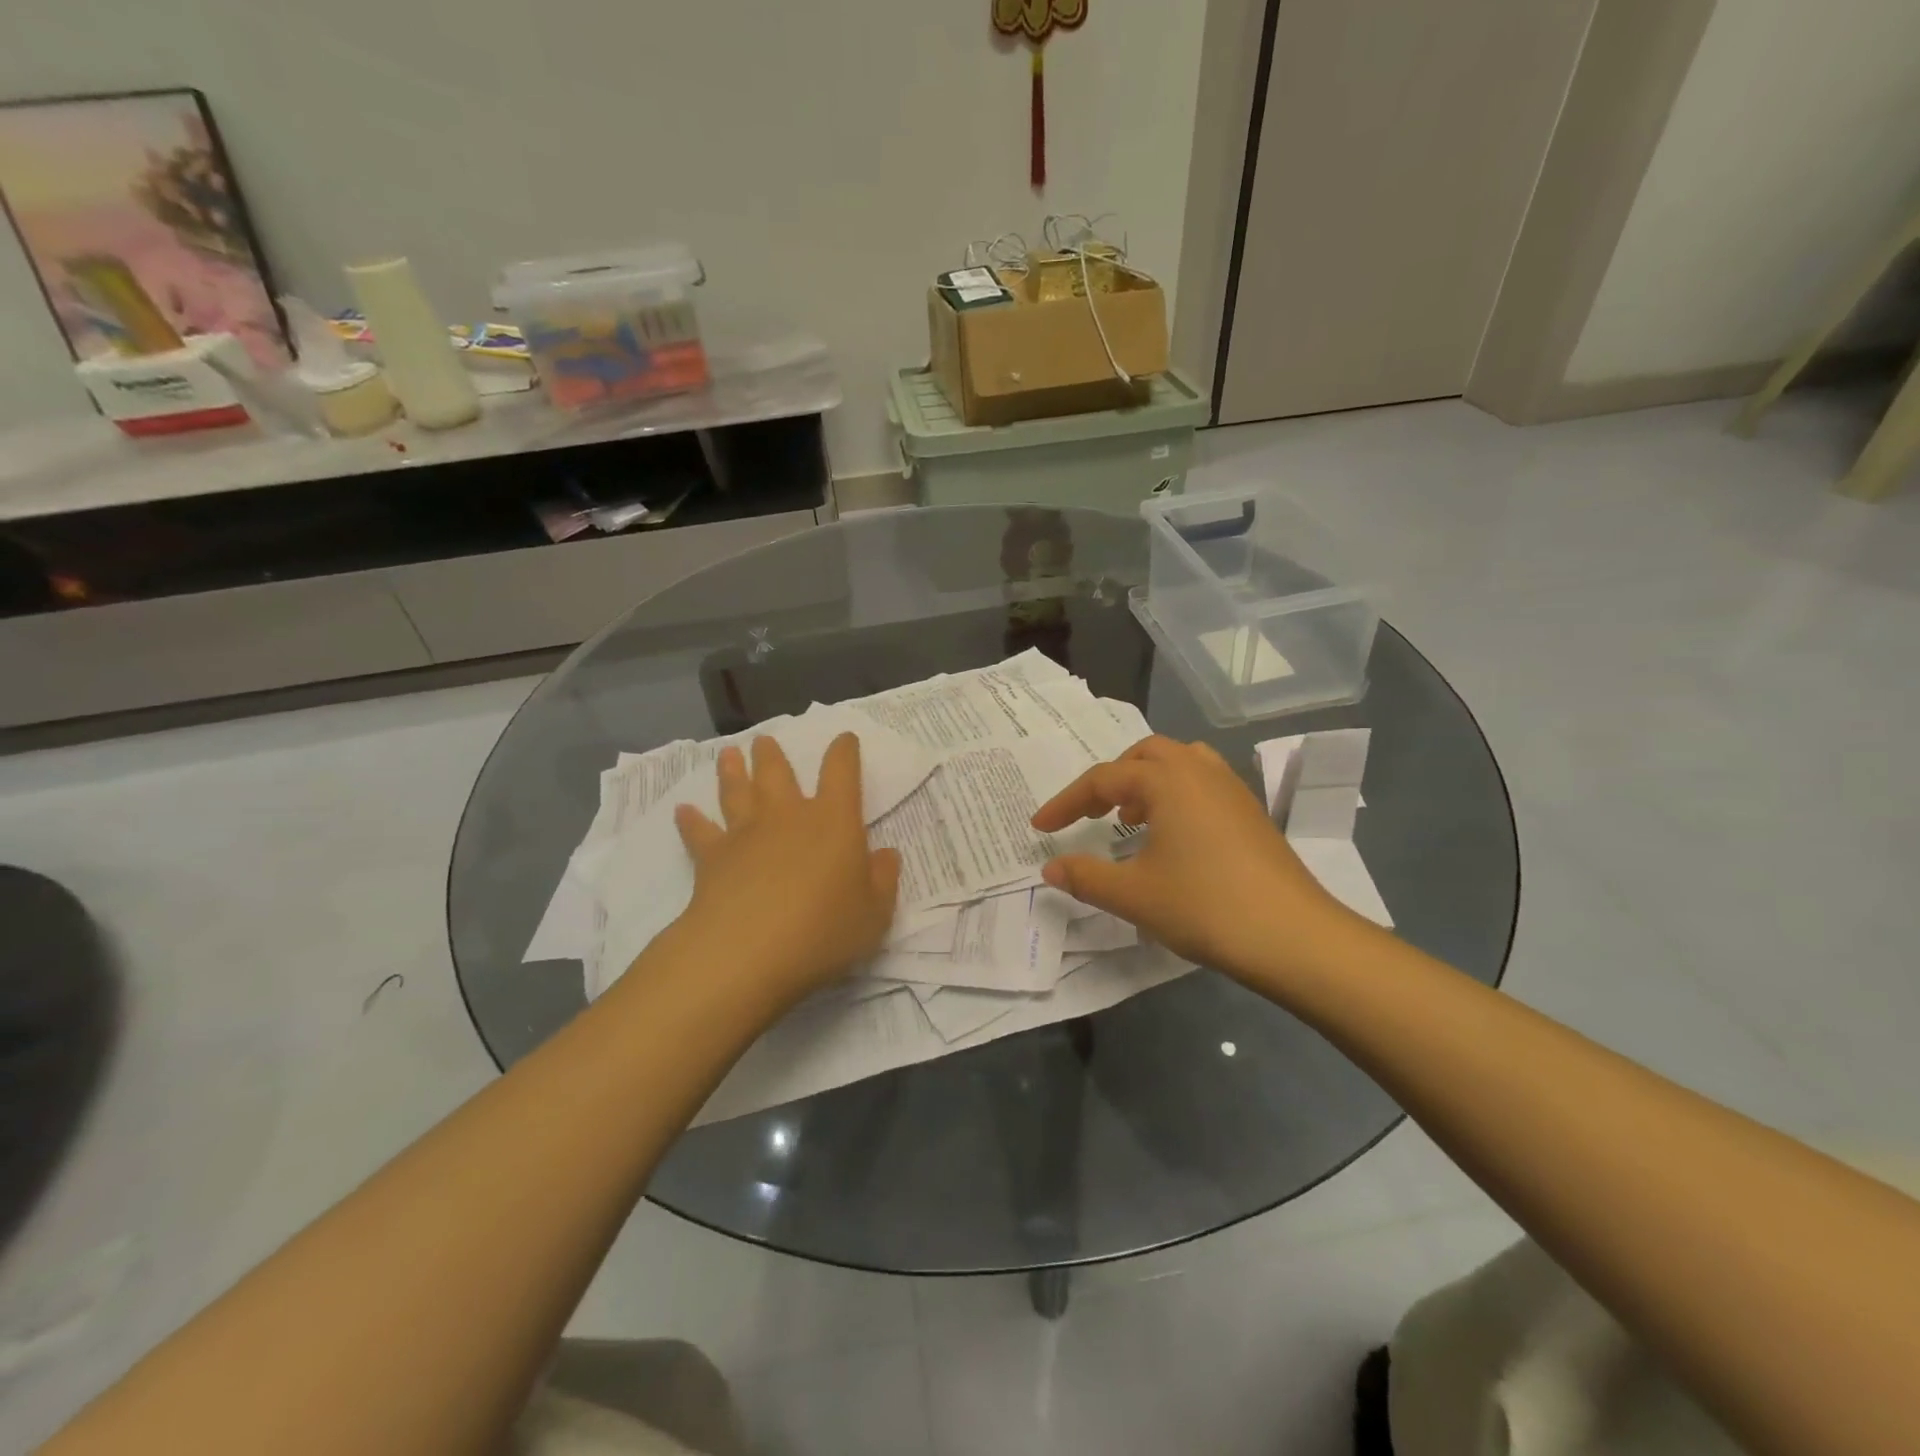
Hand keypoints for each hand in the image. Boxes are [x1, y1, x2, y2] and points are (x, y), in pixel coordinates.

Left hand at [672, 734, 900, 1007]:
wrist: (748, 952)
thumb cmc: (823, 930)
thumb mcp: (874, 913)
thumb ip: (882, 880)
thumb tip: (887, 854)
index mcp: (834, 822)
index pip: (842, 774)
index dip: (844, 753)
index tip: (844, 739)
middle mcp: (788, 816)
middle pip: (778, 774)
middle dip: (773, 755)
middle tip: (764, 740)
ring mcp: (746, 834)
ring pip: (737, 792)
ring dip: (733, 772)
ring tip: (728, 754)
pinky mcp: (712, 858)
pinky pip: (699, 833)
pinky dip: (691, 821)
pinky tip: (683, 810)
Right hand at [1031, 736, 1356, 978]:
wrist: (1294, 936)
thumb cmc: (1205, 907)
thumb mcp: (1133, 895)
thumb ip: (1086, 877)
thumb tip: (1050, 867)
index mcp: (1167, 780)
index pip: (1102, 780)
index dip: (1066, 803)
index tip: (1040, 828)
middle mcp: (1199, 771)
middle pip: (1144, 756)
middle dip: (1109, 780)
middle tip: (1089, 813)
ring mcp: (1231, 790)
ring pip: (1178, 764)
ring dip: (1146, 782)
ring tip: (1129, 817)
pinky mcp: (1251, 812)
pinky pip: (1202, 784)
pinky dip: (1175, 796)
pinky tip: (1171, 837)